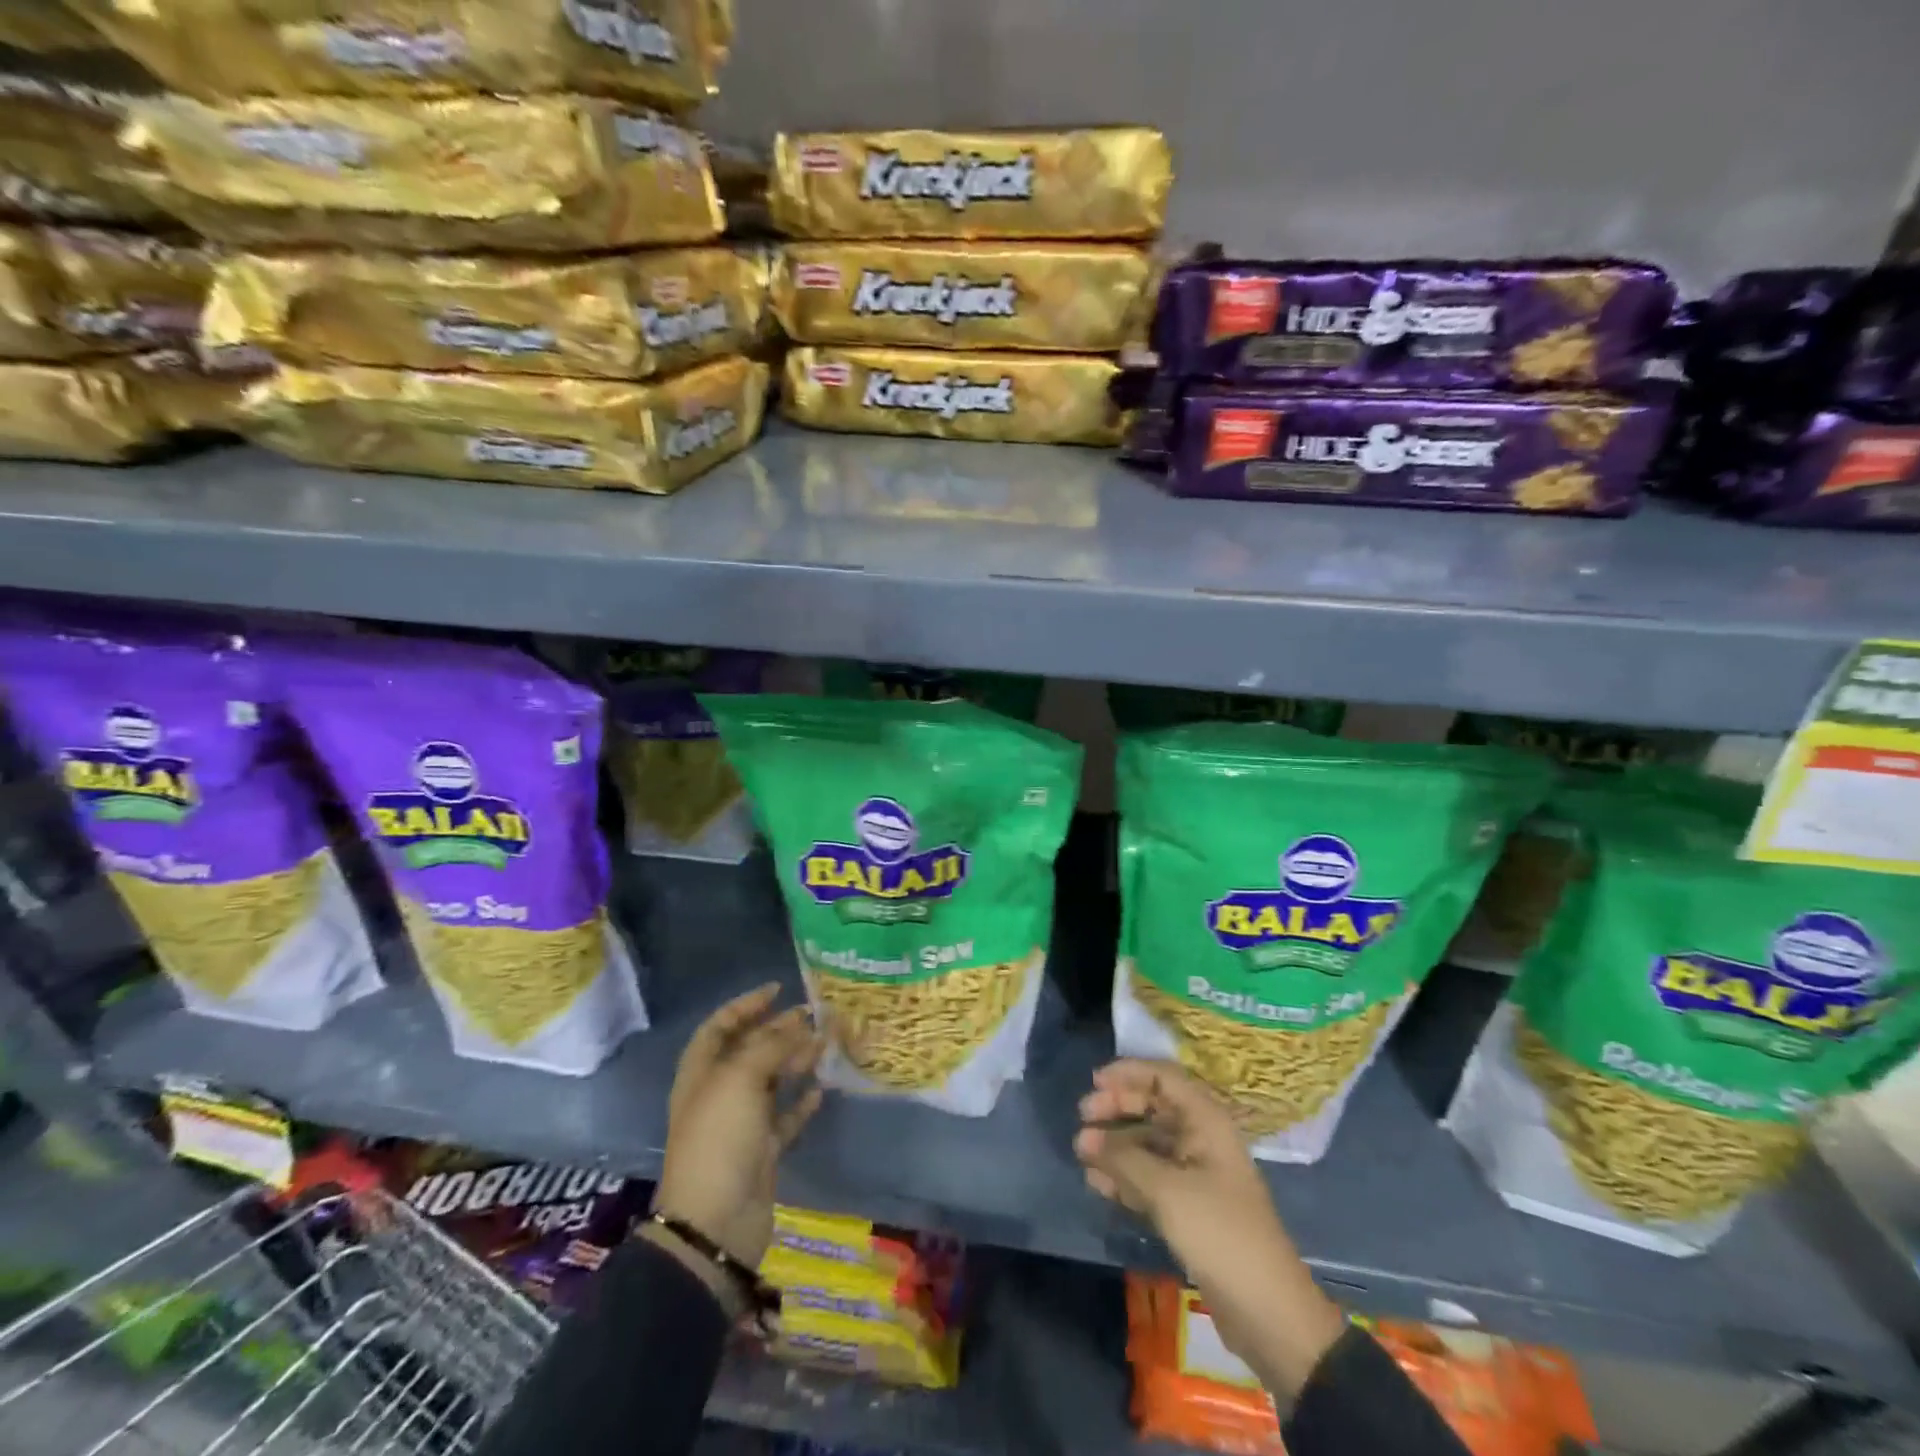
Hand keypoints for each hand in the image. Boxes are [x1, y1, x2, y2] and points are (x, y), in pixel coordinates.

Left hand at [655, 983, 823, 1267]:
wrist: (715, 1223)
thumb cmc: (720, 1138)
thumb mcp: (741, 1079)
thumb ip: (774, 1046)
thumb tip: (804, 1024)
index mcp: (701, 1073)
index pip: (720, 1027)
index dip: (746, 1005)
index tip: (777, 989)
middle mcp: (719, 1094)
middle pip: (750, 1051)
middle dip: (779, 1030)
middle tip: (814, 1016)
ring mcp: (740, 1125)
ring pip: (771, 1082)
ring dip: (796, 1061)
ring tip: (826, 1045)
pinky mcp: (762, 1152)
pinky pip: (784, 1118)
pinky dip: (801, 1103)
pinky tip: (821, 1090)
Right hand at [1075, 1059, 1345, 1402]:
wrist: (1267, 1311)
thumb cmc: (1219, 1232)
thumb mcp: (1167, 1190)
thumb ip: (1122, 1158)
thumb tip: (1085, 1136)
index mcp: (1206, 1121)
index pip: (1163, 1077)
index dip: (1128, 1073)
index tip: (1094, 1082)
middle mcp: (1201, 1139)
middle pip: (1153, 1107)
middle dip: (1117, 1108)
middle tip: (1083, 1116)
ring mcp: (1195, 1174)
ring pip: (1148, 1144)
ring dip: (1116, 1145)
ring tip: (1082, 1153)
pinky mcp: (1188, 1207)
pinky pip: (1149, 1177)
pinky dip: (1125, 1176)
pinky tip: (1097, 1183)